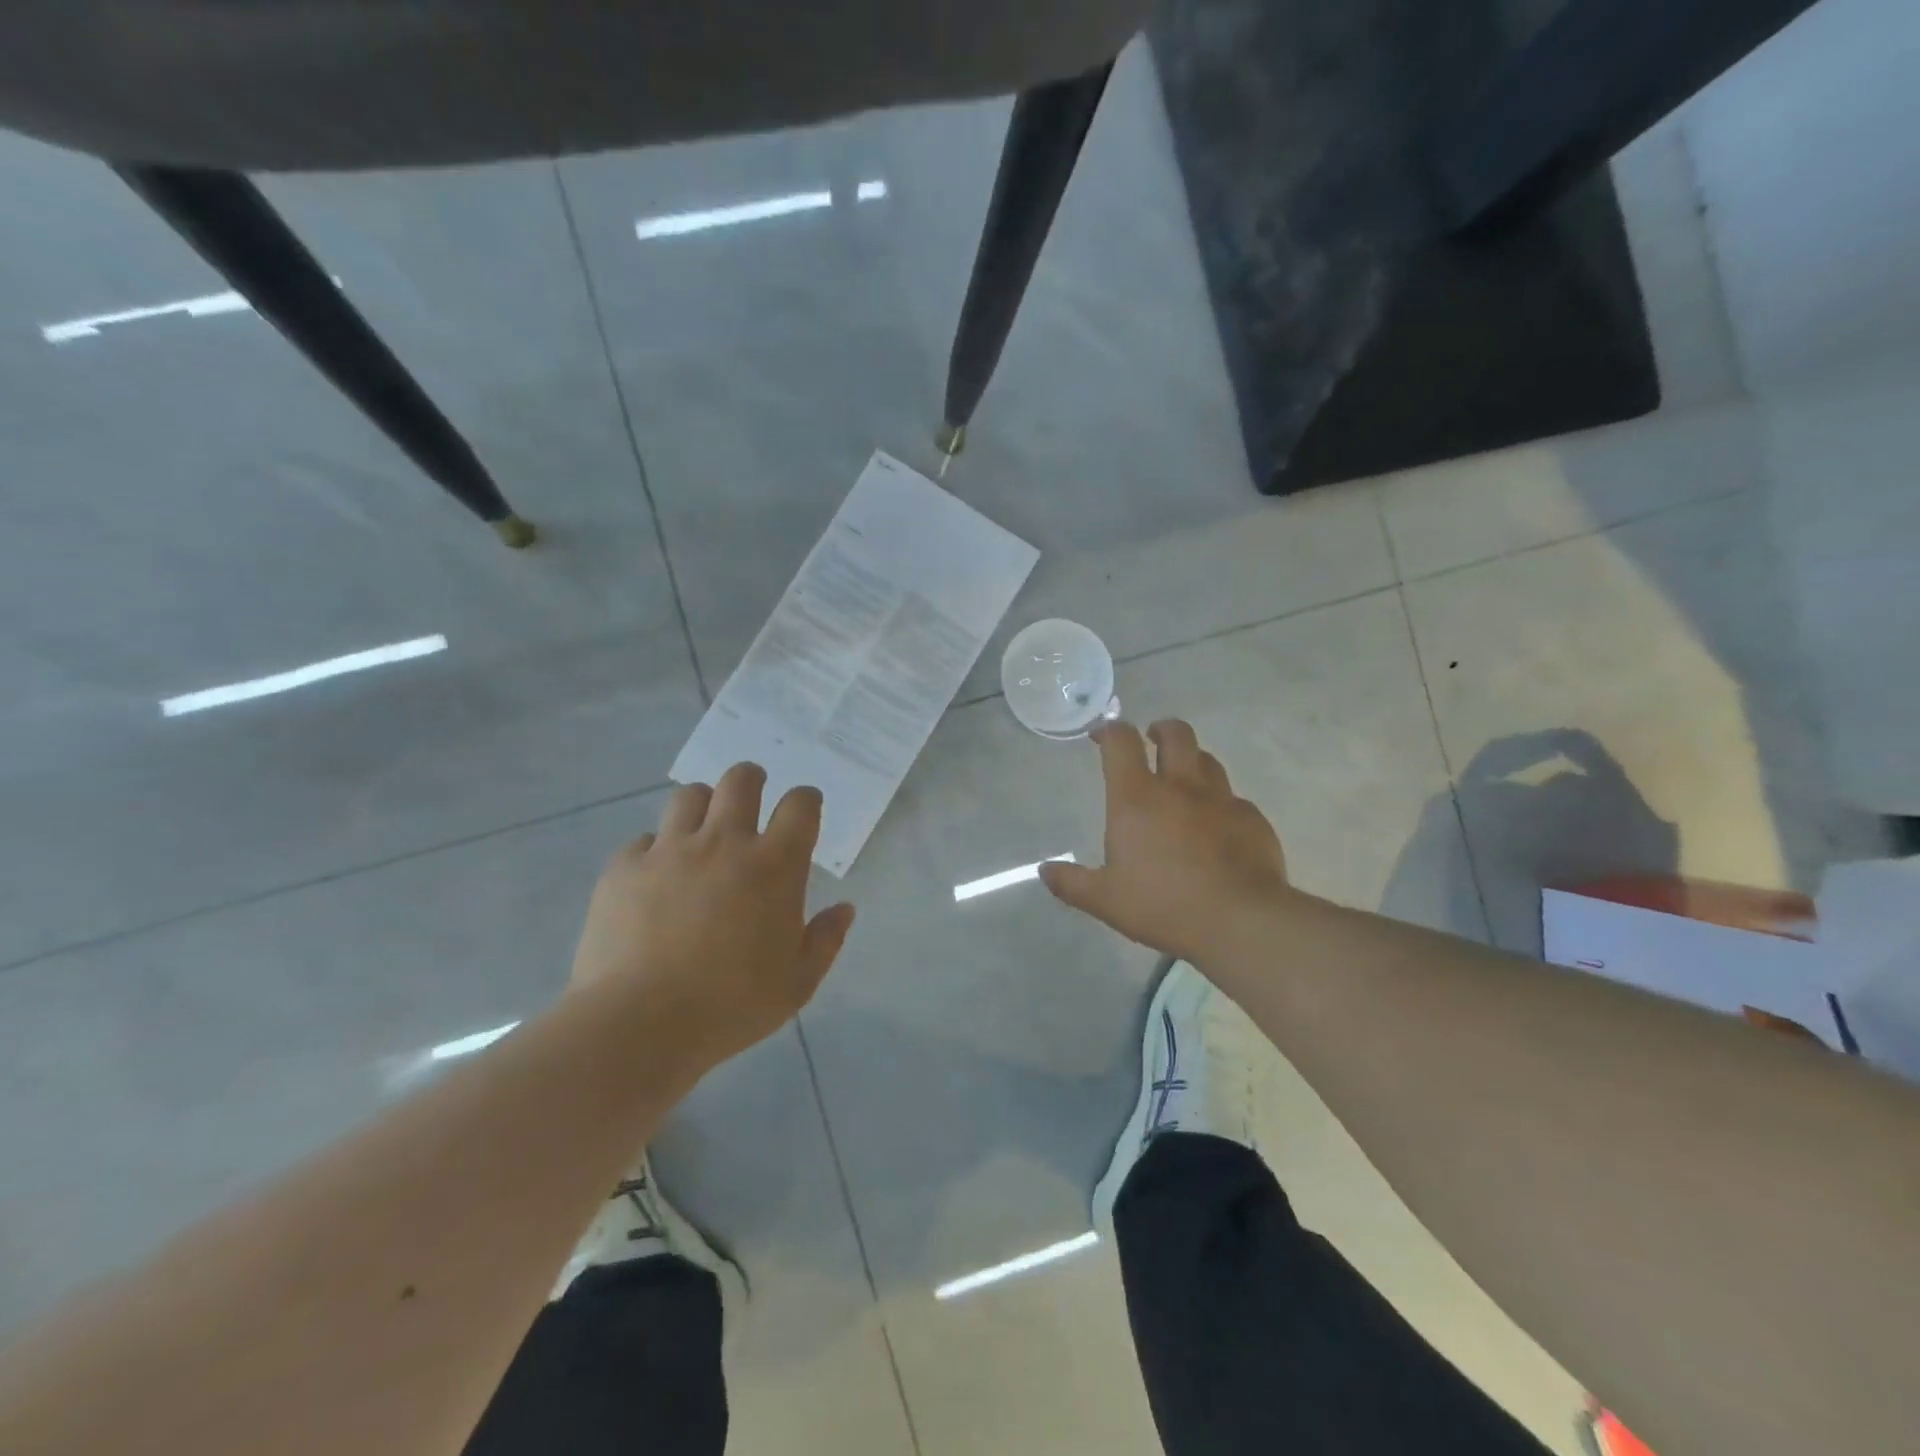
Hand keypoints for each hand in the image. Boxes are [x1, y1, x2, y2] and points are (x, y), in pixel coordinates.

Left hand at [569, 763, 855, 1068]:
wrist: (639, 1025)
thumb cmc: (731, 1005)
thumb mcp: (798, 983)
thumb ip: (826, 939)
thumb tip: (844, 908)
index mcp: (774, 865)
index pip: (800, 805)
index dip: (806, 800)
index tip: (804, 809)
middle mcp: (723, 842)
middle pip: (741, 780)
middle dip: (752, 780)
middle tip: (752, 799)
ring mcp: (669, 850)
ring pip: (689, 796)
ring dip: (703, 806)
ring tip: (702, 831)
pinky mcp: (624, 868)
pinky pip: (643, 840)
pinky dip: (655, 850)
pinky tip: (655, 877)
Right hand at [1041, 720, 1291, 966]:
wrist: (1240, 921)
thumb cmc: (1164, 905)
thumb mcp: (1106, 900)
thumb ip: (1073, 883)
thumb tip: (1044, 871)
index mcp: (1137, 798)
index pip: (1121, 742)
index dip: (1109, 730)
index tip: (1101, 735)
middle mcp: (1180, 786)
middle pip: (1175, 734)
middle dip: (1161, 730)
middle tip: (1152, 740)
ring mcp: (1221, 799)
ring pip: (1207, 760)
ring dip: (1192, 761)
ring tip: (1184, 780)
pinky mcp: (1252, 819)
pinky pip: (1234, 799)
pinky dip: (1220, 804)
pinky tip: (1218, 828)